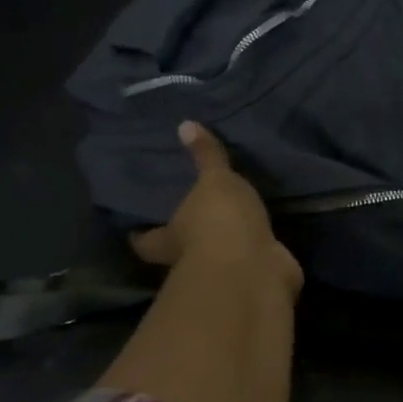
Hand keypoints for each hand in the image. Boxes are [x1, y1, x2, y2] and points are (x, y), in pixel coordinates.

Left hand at [131, 122, 302, 296]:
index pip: (147, 240)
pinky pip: (254, 261)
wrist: (253, 267)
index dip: (142, 235)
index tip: (136, 229)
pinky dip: (258, 253)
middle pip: (180, 251)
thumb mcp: (214, 180)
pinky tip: (266, 238)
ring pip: (218, 258)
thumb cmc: (219, 221)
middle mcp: (191, 260)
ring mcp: (224, 272)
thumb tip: (185, 124)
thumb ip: (206, 156)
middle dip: (185, 240)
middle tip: (191, 217)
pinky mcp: (254, 277)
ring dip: (225, 245)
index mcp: (171, 237)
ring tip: (236, 222)